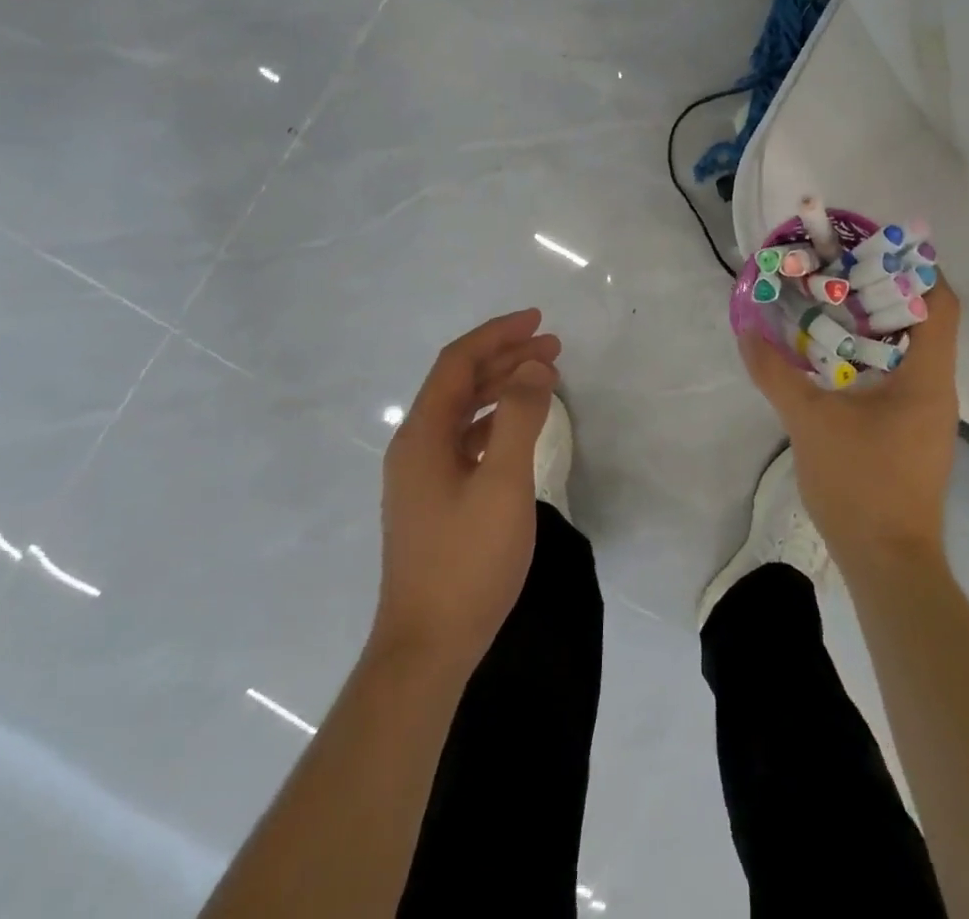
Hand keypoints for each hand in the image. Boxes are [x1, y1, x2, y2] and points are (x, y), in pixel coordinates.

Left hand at [371, 309, 560, 679]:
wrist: (428, 647)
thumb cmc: (467, 561)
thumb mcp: (503, 484)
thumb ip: (520, 419)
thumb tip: (534, 368)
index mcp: (422, 435)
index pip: (458, 363)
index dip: (497, 335)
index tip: (538, 321)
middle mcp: (415, 447)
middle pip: (459, 383)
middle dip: (505, 358)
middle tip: (553, 349)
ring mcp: (421, 476)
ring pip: (463, 411)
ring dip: (502, 388)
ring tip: (545, 378)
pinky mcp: (434, 499)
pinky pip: (465, 439)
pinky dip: (495, 421)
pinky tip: (519, 427)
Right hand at [738, 285, 961, 579]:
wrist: (889, 563)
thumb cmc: (860, 484)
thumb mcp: (809, 422)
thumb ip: (775, 373)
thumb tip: (747, 330)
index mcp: (927, 376)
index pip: (941, 303)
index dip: (916, 269)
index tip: (875, 251)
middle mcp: (938, 388)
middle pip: (926, 321)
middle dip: (886, 292)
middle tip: (841, 274)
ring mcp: (929, 414)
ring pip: (912, 351)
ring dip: (878, 326)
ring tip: (833, 307)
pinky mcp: (915, 434)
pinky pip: (901, 377)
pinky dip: (874, 358)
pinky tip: (836, 361)